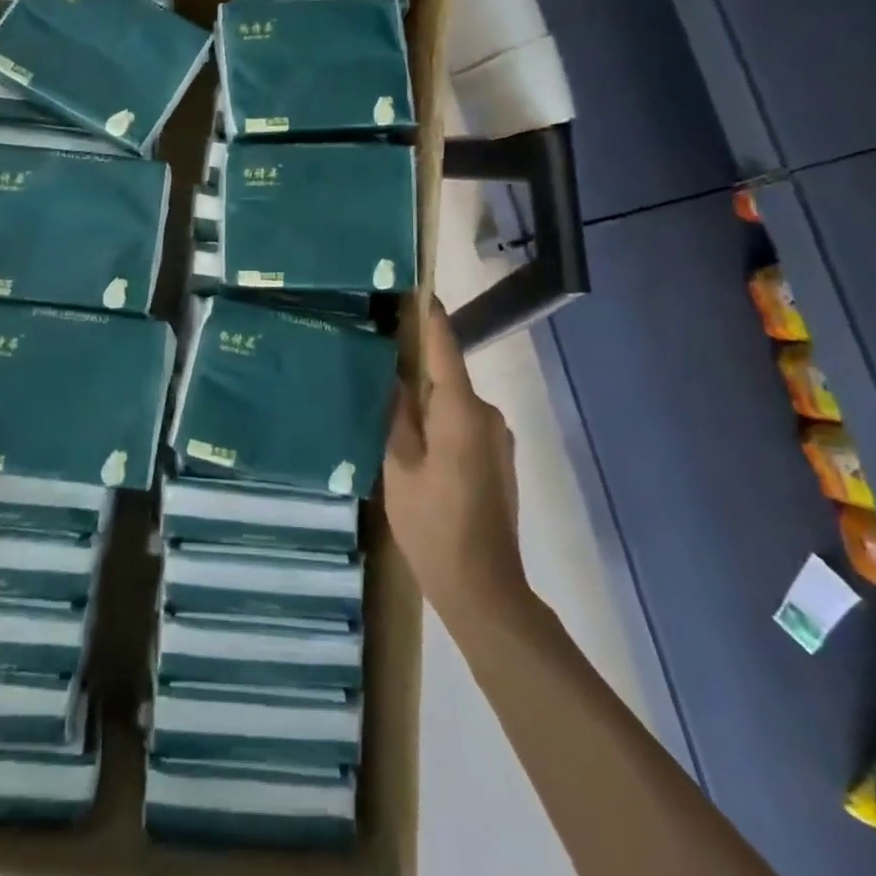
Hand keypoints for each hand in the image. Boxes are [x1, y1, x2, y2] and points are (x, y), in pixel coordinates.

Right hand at [384, 303, 528, 627]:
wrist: (485, 590)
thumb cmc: (433, 525)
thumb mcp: (398, 467)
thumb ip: (396, 414)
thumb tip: (395, 375)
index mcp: (460, 409)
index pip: (443, 346)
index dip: (428, 314)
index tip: (414, 286)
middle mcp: (486, 413)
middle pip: (446, 374)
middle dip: (415, 363)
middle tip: (376, 356)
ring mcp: (497, 437)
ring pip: (453, 401)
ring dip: (426, 398)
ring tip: (387, 404)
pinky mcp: (498, 458)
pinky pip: (463, 423)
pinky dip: (440, 420)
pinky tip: (415, 441)